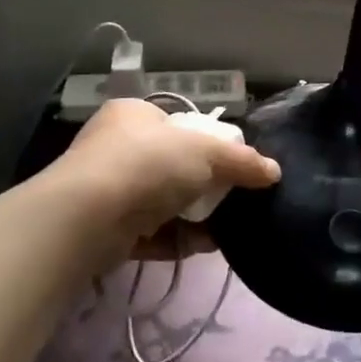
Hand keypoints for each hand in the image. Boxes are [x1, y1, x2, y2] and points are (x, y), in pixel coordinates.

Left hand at [53, 98, 279, 253]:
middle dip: (203, 186)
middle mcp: (115, 147)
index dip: (206, 142)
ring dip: (192, 216)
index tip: (231, 164)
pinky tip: (203, 247)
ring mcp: (106, 190)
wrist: (86, 219)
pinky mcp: (103, 230)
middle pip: (171, 165)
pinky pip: (148, 233)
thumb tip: (273, 171)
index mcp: (134, 115)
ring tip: (225, 229)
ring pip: (160, 202)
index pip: (177, 123)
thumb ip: (241, 161)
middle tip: (232, 199)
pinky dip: (175, 240)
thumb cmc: (147, 165)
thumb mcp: (205, 153)